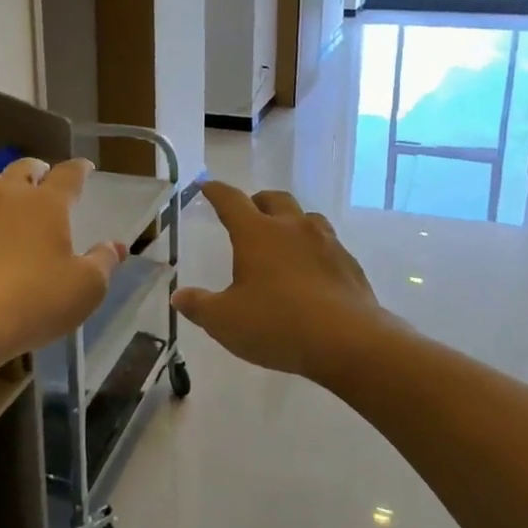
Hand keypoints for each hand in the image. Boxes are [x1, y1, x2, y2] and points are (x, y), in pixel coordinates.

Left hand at [0, 158, 125, 372]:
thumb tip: (117, 245)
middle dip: (38, 170)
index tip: (86, 168)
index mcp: (48, 204)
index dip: (80, 169)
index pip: (68, 174)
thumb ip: (104, 262)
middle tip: (44, 180)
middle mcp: (9, 196)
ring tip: (7, 199)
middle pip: (24, 168)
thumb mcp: (85, 289)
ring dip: (1, 185)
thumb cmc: (34, 301)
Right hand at [171, 183, 387, 380]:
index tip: (206, 187)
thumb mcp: (225, 321)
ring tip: (283, 240)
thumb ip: (199, 306)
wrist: (348, 340)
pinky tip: (311, 271)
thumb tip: (178, 296)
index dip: (216, 191)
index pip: (231, 200)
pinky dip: (314, 249)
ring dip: (291, 221)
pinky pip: (328, 244)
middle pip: (274, 199)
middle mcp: (292, 228)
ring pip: (306, 217)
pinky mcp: (349, 263)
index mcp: (256, 233)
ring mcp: (326, 243)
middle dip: (257, 201)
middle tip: (248, 213)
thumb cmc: (277, 324)